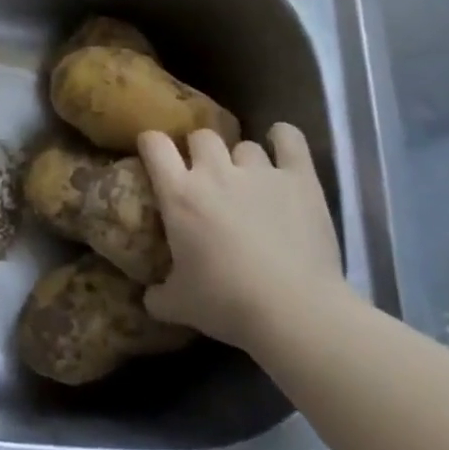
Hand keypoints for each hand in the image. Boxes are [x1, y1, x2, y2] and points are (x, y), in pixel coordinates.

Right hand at [137, 124, 349, 351]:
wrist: (295, 312)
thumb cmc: (227, 303)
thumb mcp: (179, 305)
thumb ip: (158, 296)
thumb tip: (148, 298)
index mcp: (178, 194)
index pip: (154, 144)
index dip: (151, 143)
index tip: (154, 153)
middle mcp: (214, 172)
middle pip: (201, 136)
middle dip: (200, 151)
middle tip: (206, 175)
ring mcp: (260, 172)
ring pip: (244, 144)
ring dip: (242, 158)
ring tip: (249, 179)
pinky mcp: (300, 180)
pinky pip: (290, 139)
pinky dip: (283, 138)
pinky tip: (281, 143)